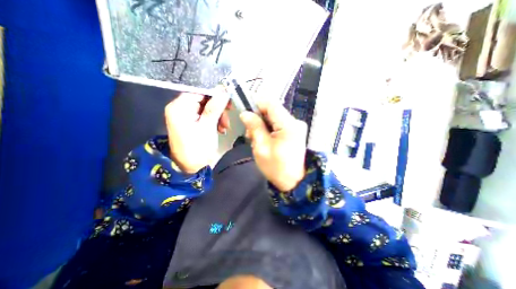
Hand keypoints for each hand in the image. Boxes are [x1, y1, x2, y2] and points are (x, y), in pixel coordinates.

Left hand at [165, 92, 229, 173]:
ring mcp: (185, 116)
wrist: (191, 168)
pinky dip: (215, 121)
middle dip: (218, 108)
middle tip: (227, 118)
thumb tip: (223, 89)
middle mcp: (180, 108)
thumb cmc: (198, 148)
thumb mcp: (208, 126)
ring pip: (206, 108)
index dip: (215, 94)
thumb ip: (215, 106)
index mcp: (179, 107)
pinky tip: (220, 129)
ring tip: (224, 127)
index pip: (199, 91)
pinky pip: (205, 116)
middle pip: (203, 99)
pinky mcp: (191, 123)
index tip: (229, 101)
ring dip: (218, 115)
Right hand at [239, 101, 305, 190]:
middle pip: (272, 111)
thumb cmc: (276, 167)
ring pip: (274, 118)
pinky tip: (264, 140)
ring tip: (256, 139)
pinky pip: (279, 125)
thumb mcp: (261, 147)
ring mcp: (296, 127)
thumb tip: (245, 113)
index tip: (247, 116)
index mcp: (288, 124)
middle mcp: (295, 122)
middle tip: (250, 134)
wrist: (294, 182)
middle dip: (258, 119)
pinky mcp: (295, 132)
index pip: (271, 104)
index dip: (256, 105)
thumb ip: (254, 127)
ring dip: (262, 126)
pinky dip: (269, 130)